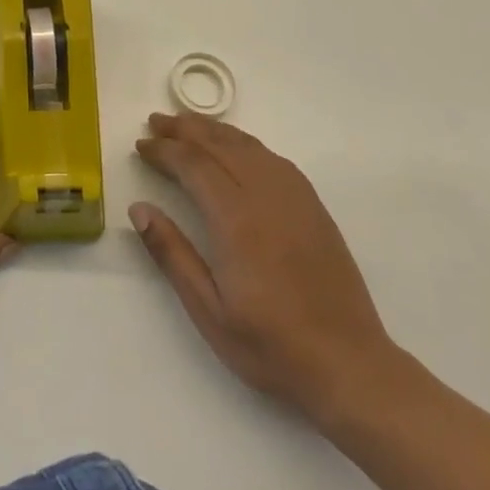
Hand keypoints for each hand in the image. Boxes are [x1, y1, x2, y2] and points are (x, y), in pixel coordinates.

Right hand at [132, 111, 396, 425]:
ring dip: (215, 131)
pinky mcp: (314, 209)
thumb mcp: (209, 311)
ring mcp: (296, 200)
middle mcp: (266, 197)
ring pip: (249, 147)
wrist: (350, 367)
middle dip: (184, 130)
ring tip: (188, 125)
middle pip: (220, 146)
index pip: (193, 165)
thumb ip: (172, 254)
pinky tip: (237, 148)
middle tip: (156, 122)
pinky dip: (246, 143)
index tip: (141, 146)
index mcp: (236, 220)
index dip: (164, 150)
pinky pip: (274, 159)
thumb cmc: (271, 345)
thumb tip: (139, 209)